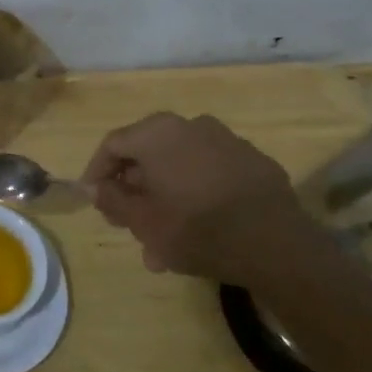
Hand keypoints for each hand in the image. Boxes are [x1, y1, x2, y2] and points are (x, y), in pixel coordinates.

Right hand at [81, 112, 311, 282]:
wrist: (277, 246)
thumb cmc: (196, 229)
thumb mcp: (142, 222)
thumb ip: (112, 200)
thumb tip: (95, 187)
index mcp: (158, 133)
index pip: (112, 144)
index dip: (97, 172)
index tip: (94, 200)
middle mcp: (191, 125)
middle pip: (148, 155)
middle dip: (134, 192)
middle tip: (128, 224)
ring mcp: (227, 141)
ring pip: (180, 168)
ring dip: (164, 199)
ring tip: (162, 243)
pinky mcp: (254, 163)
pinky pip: (210, 174)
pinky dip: (195, 195)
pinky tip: (197, 230)